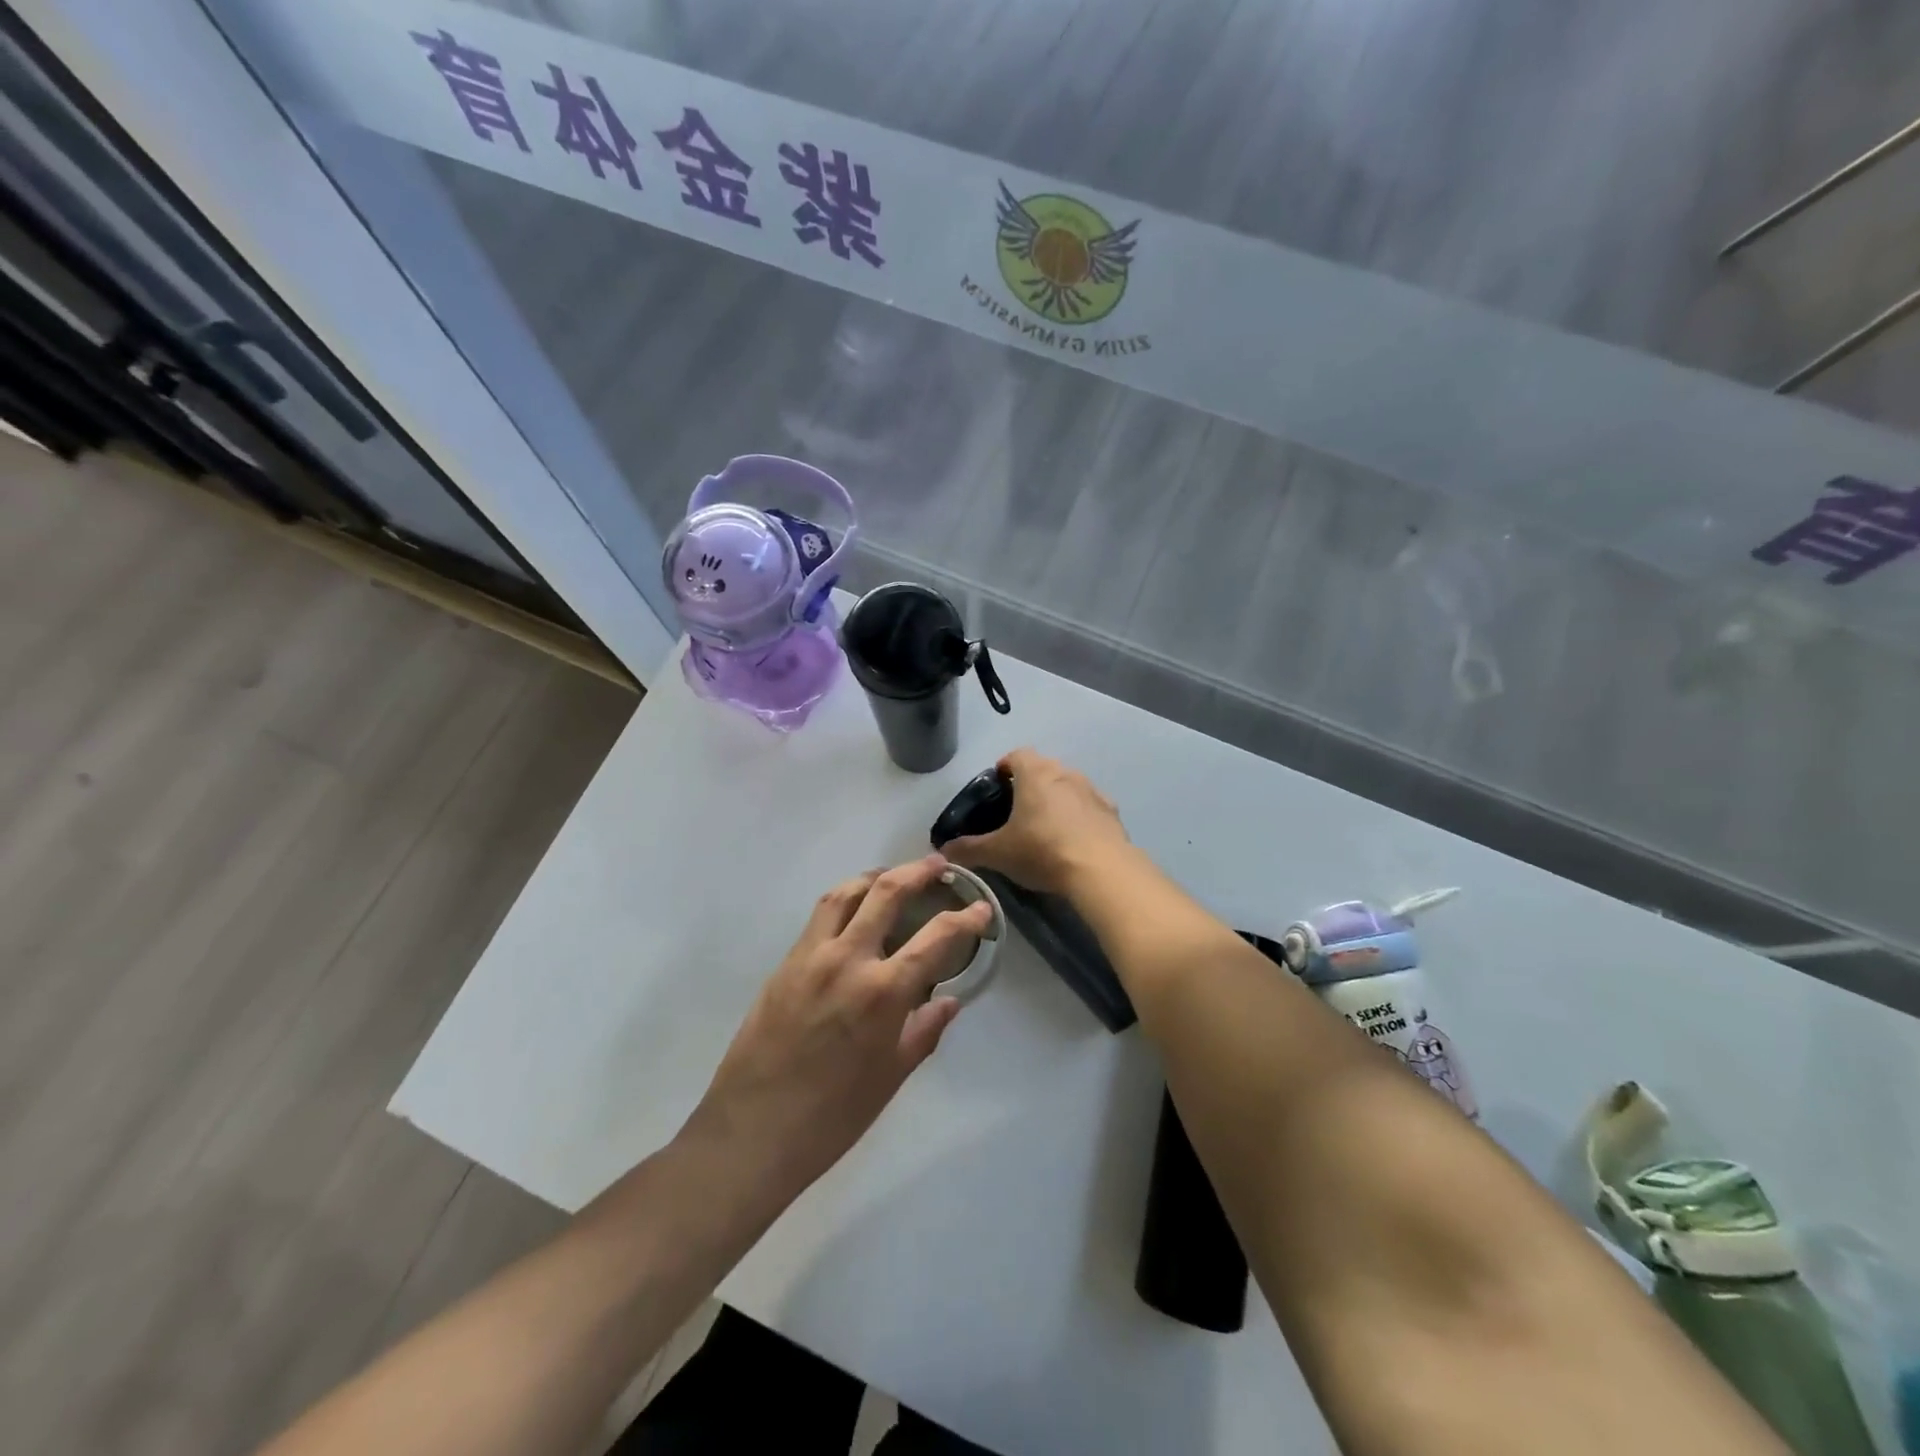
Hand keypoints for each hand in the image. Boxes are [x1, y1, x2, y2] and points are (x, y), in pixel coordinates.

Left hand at [684, 855, 992, 1202]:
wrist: (752, 1131)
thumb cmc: (832, 1116)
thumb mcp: (891, 1077)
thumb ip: (923, 1031)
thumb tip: (948, 1000)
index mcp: (882, 992)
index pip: (936, 937)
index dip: (965, 918)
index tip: (981, 907)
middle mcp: (847, 959)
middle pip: (887, 892)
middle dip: (918, 872)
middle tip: (937, 865)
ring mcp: (811, 956)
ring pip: (846, 893)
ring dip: (875, 876)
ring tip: (893, 876)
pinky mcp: (785, 962)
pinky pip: (820, 915)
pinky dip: (845, 899)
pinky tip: (854, 911)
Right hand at [942, 748, 1128, 895]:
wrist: (1101, 869)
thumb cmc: (1042, 851)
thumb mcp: (998, 853)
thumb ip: (969, 849)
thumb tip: (944, 850)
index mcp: (1035, 773)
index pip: (1016, 755)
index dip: (1004, 767)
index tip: (997, 786)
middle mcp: (1064, 772)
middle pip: (1043, 768)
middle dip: (1030, 784)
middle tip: (1017, 811)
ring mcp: (1091, 789)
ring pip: (1067, 785)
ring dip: (1056, 798)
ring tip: (1046, 827)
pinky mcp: (1111, 810)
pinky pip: (1089, 805)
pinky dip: (1079, 815)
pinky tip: (1073, 840)